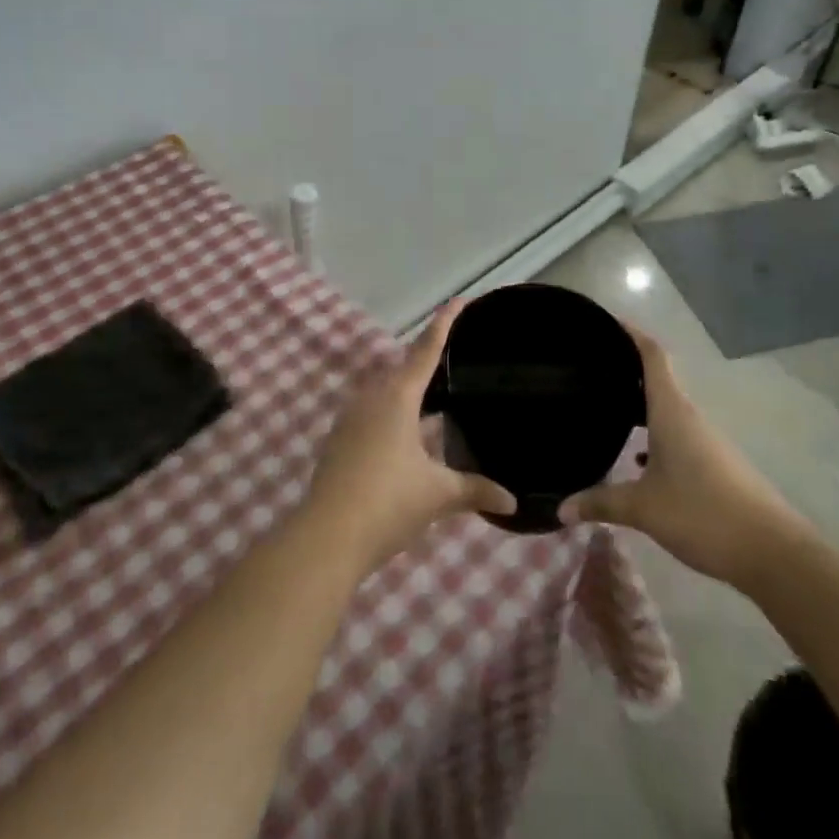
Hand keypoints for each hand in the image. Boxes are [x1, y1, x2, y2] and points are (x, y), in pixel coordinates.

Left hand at [304, 303, 516, 566]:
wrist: (327, 536)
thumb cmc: (387, 502)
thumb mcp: (437, 495)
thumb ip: (474, 491)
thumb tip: (511, 500)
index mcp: (397, 397)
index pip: (425, 351)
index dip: (444, 324)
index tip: (458, 301)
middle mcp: (371, 398)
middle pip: (403, 369)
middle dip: (427, 363)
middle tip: (455, 362)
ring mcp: (351, 419)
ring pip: (386, 393)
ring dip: (409, 394)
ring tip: (437, 401)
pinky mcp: (340, 441)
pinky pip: (373, 414)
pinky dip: (395, 416)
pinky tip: (409, 439)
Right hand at [558, 322, 802, 588]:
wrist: (772, 553)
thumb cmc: (702, 514)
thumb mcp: (643, 509)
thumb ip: (600, 503)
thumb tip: (560, 508)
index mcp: (671, 411)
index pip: (652, 355)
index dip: (630, 333)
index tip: (604, 322)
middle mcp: (688, 416)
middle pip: (656, 378)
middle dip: (625, 370)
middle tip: (589, 369)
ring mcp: (705, 440)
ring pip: (665, 409)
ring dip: (639, 405)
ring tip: (605, 408)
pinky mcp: (714, 463)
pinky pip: (676, 433)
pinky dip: (653, 434)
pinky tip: (637, 458)